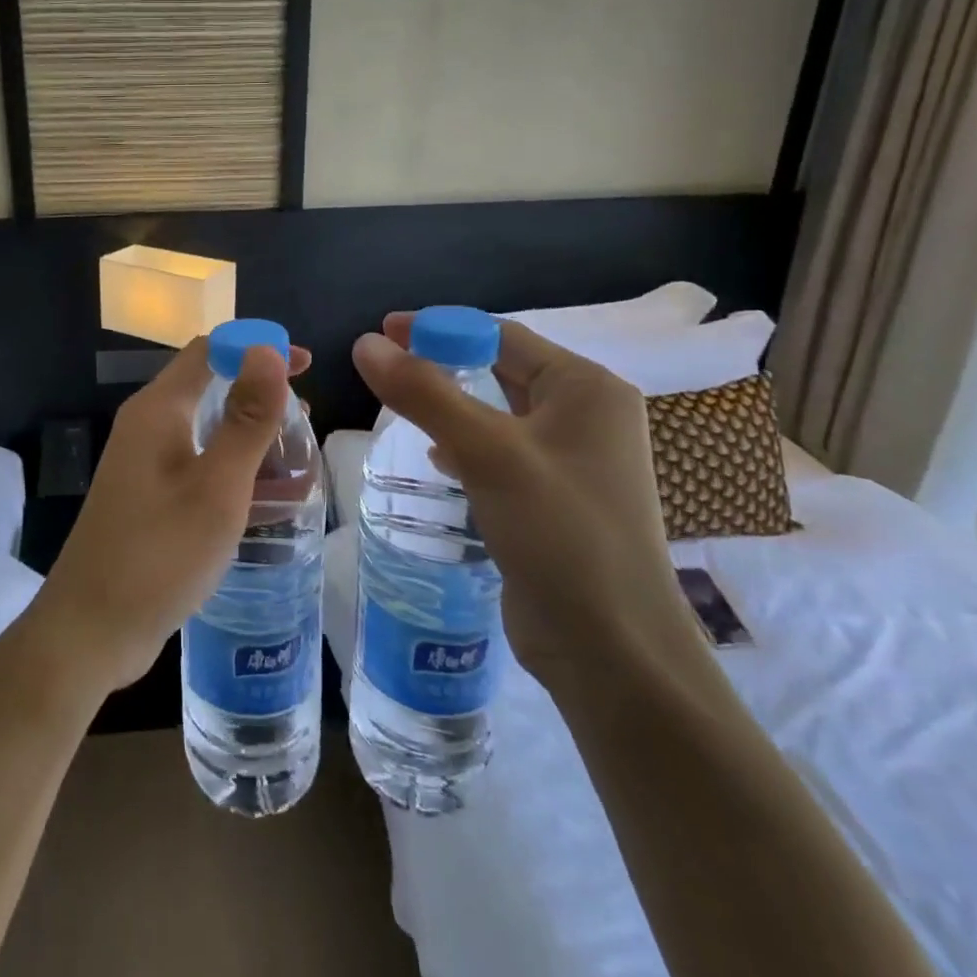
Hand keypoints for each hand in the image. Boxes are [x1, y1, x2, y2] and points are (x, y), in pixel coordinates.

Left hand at [25, 338, 309, 705]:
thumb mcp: (216, 486)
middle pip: (207, 386)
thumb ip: (246, 418)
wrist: (91, 630)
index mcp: (157, 411)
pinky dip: (231, 467)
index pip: (208, 350)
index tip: (305, 365)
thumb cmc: (159, 554)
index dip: (256, 347)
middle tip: (305, 423)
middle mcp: (146, 427)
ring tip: (295, 459)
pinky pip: (196, 464)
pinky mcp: (147, 496)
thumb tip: (267, 350)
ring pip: (204, 428)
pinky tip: (262, 497)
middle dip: (257, 394)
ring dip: (248, 434)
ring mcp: (143, 464)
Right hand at [352, 317, 699, 691]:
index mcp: (587, 389)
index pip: (503, 336)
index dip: (440, 327)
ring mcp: (574, 462)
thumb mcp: (486, 452)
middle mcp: (587, 417)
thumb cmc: (559, 533)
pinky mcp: (556, 500)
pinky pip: (501, 453)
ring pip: (499, 414)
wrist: (611, 649)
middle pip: (502, 370)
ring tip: (402, 405)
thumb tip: (365, 344)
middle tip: (386, 365)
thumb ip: (424, 393)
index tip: (384, 330)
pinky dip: (465, 445)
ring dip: (451, 404)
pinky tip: (437, 458)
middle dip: (444, 363)